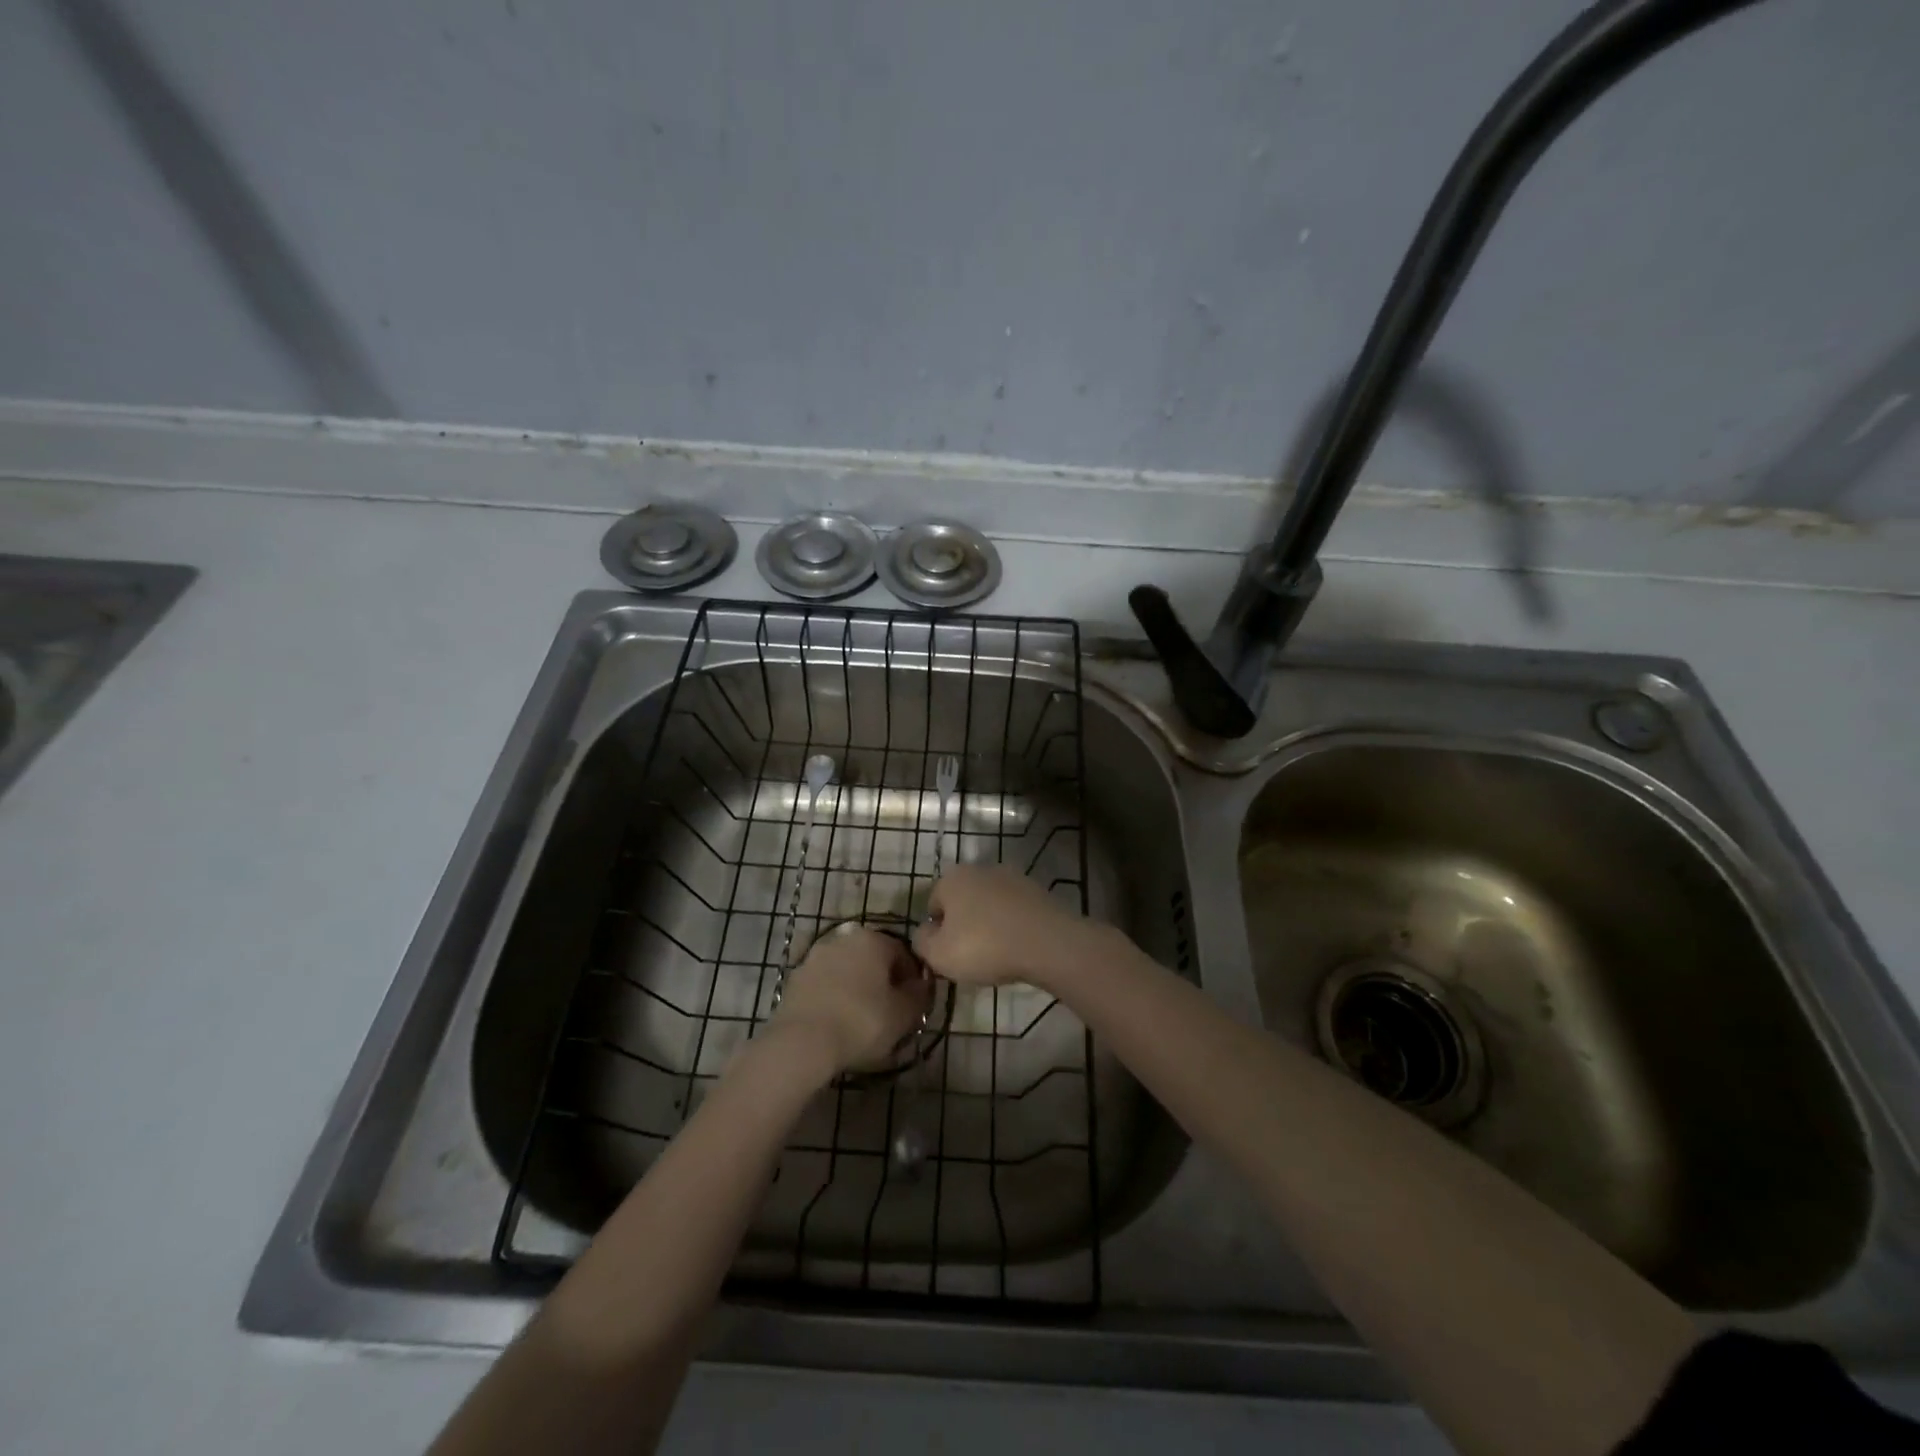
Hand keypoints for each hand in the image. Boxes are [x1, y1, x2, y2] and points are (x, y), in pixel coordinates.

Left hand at [772, 924, 930, 1073]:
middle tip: (888, 1013)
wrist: (801, 1042)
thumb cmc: (861, 1023)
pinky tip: (836, 1023)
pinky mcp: (795, 978)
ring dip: (856, 988)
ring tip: (860, 1022)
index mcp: (873, 939)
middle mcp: (843, 938)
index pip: (903, 953)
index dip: (912, 980)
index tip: (913, 1005)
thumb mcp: (904, 1014)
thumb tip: (922, 985)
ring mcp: (815, 956)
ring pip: (847, 971)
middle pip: (873, 959)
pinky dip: (834, 998)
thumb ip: (919, 995)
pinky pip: (824, 985)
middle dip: (882, 982)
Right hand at [912, 864, 1100, 989]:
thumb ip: (921, 942)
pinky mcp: (1036, 890)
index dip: (936, 933)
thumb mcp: (938, 955)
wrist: (1047, 942)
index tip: (948, 955)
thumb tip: (924, 934)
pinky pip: (1014, 911)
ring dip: (989, 925)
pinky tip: (1018, 947)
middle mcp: (980, 868)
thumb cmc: (985, 946)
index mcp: (952, 878)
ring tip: (997, 955)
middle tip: (970, 956)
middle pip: (962, 901)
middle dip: (963, 926)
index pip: (932, 905)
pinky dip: (1012, 925)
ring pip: (989, 905)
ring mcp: (1012, 876)